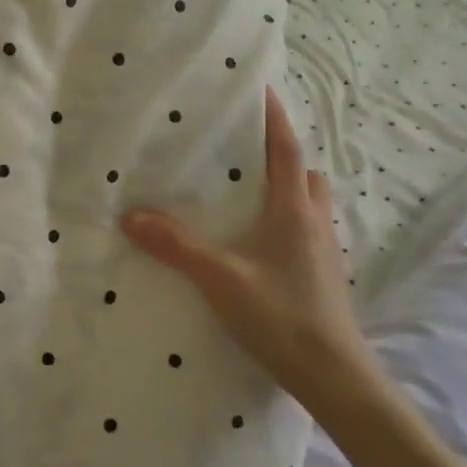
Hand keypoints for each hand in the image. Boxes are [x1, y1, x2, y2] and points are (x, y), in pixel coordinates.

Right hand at [121, 87, 370, 403]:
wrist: (335, 377)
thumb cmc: (281, 317)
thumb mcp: (220, 279)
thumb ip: (176, 246)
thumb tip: (131, 216)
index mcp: (293, 211)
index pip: (286, 150)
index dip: (274, 118)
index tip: (261, 89)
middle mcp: (314, 222)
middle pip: (304, 173)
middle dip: (282, 154)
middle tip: (246, 149)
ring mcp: (324, 251)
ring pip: (309, 203)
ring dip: (287, 188)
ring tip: (249, 193)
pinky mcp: (324, 276)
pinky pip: (306, 230)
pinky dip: (287, 220)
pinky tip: (259, 243)